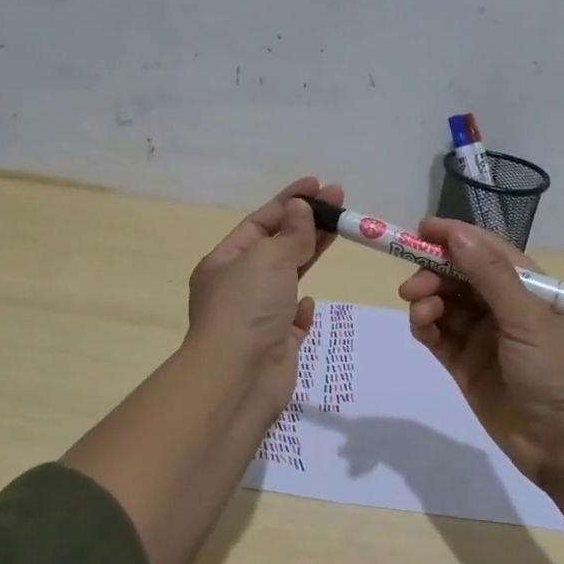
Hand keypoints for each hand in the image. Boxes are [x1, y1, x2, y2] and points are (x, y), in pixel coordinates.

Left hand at [186, 177, 341, 426]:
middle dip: (306, 223)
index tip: (318, 185)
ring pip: (287, 279)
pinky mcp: (275, 345)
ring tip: (339, 232)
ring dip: (309, 256)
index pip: (260, 222)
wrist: (238, 378)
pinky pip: (290, 320)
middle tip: (339, 202)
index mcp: (223, 262)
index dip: (289, 201)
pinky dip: (300, 308)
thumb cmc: (247, 308)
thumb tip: (300, 209)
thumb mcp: (268, 259)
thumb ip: (291, 234)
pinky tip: (308, 302)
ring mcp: (256, 317)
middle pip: (276, 247)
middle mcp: (237, 287)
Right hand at [398, 218, 563, 487]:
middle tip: (411, 287)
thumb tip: (456, 233)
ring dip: (428, 301)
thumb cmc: (558, 370)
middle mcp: (504, 308)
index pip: (486, 250)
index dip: (455, 237)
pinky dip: (426, 328)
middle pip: (459, 277)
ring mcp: (484, 338)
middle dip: (433, 273)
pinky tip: (421, 327)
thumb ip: (489, 275)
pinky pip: (439, 338)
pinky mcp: (467, 367)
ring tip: (420, 312)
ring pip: (446, 306)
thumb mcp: (527, 317)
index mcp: (528, 288)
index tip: (421, 230)